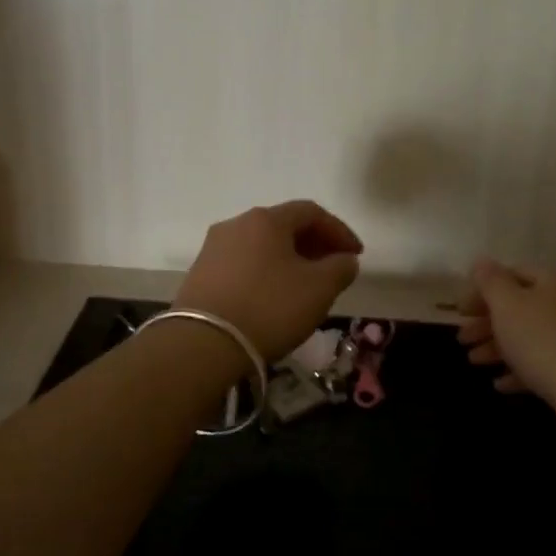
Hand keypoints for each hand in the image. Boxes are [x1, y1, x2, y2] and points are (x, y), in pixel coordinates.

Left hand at [175, 201, 363, 359]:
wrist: (203, 344)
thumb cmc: (269, 308)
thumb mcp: (319, 289)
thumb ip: (340, 268)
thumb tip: (345, 259)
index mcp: (266, 219)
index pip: (311, 212)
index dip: (339, 231)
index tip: (356, 254)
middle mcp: (236, 224)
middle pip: (283, 226)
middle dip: (314, 244)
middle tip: (333, 268)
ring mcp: (213, 249)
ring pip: (262, 246)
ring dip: (289, 259)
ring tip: (305, 285)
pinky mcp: (200, 274)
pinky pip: (243, 264)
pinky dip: (265, 272)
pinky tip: (274, 297)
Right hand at [457, 259, 555, 408]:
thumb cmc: (543, 339)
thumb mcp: (507, 304)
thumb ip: (490, 280)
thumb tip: (482, 262)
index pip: (512, 274)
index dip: (481, 291)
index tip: (459, 312)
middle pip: (522, 307)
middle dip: (487, 323)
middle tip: (462, 340)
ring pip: (533, 335)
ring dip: (500, 347)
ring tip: (475, 363)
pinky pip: (549, 361)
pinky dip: (523, 369)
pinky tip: (502, 384)